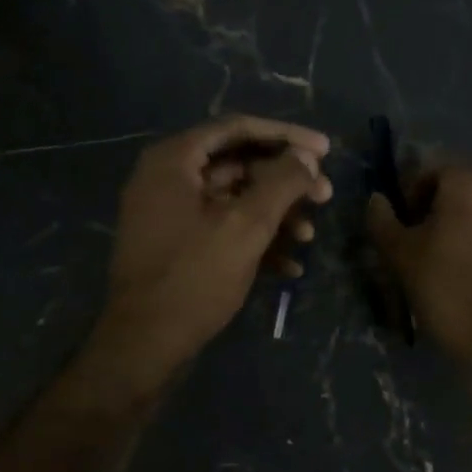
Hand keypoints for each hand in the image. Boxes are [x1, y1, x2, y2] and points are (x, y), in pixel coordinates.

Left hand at [91, 116, 332, 386]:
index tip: (326, 150)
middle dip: (285, 182)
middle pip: (238, 164)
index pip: (238, 129)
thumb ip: (281, 184)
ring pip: (234, 200)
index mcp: (174, 160)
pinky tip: (289, 266)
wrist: (145, 343)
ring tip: (309, 235)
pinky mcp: (178, 247)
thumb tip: (307, 158)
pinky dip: (255, 240)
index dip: (286, 136)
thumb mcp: (246, 226)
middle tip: (325, 196)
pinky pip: (221, 229)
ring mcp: (170, 215)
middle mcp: (168, 179)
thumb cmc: (195, 277)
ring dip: (275, 214)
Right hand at [367, 166, 471, 362]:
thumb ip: (383, 221)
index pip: (432, 172)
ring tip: (460, 265)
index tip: (405, 229)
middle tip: (428, 248)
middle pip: (466, 190)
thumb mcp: (401, 257)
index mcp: (470, 182)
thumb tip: (377, 199)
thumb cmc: (447, 290)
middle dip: (444, 212)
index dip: (411, 197)